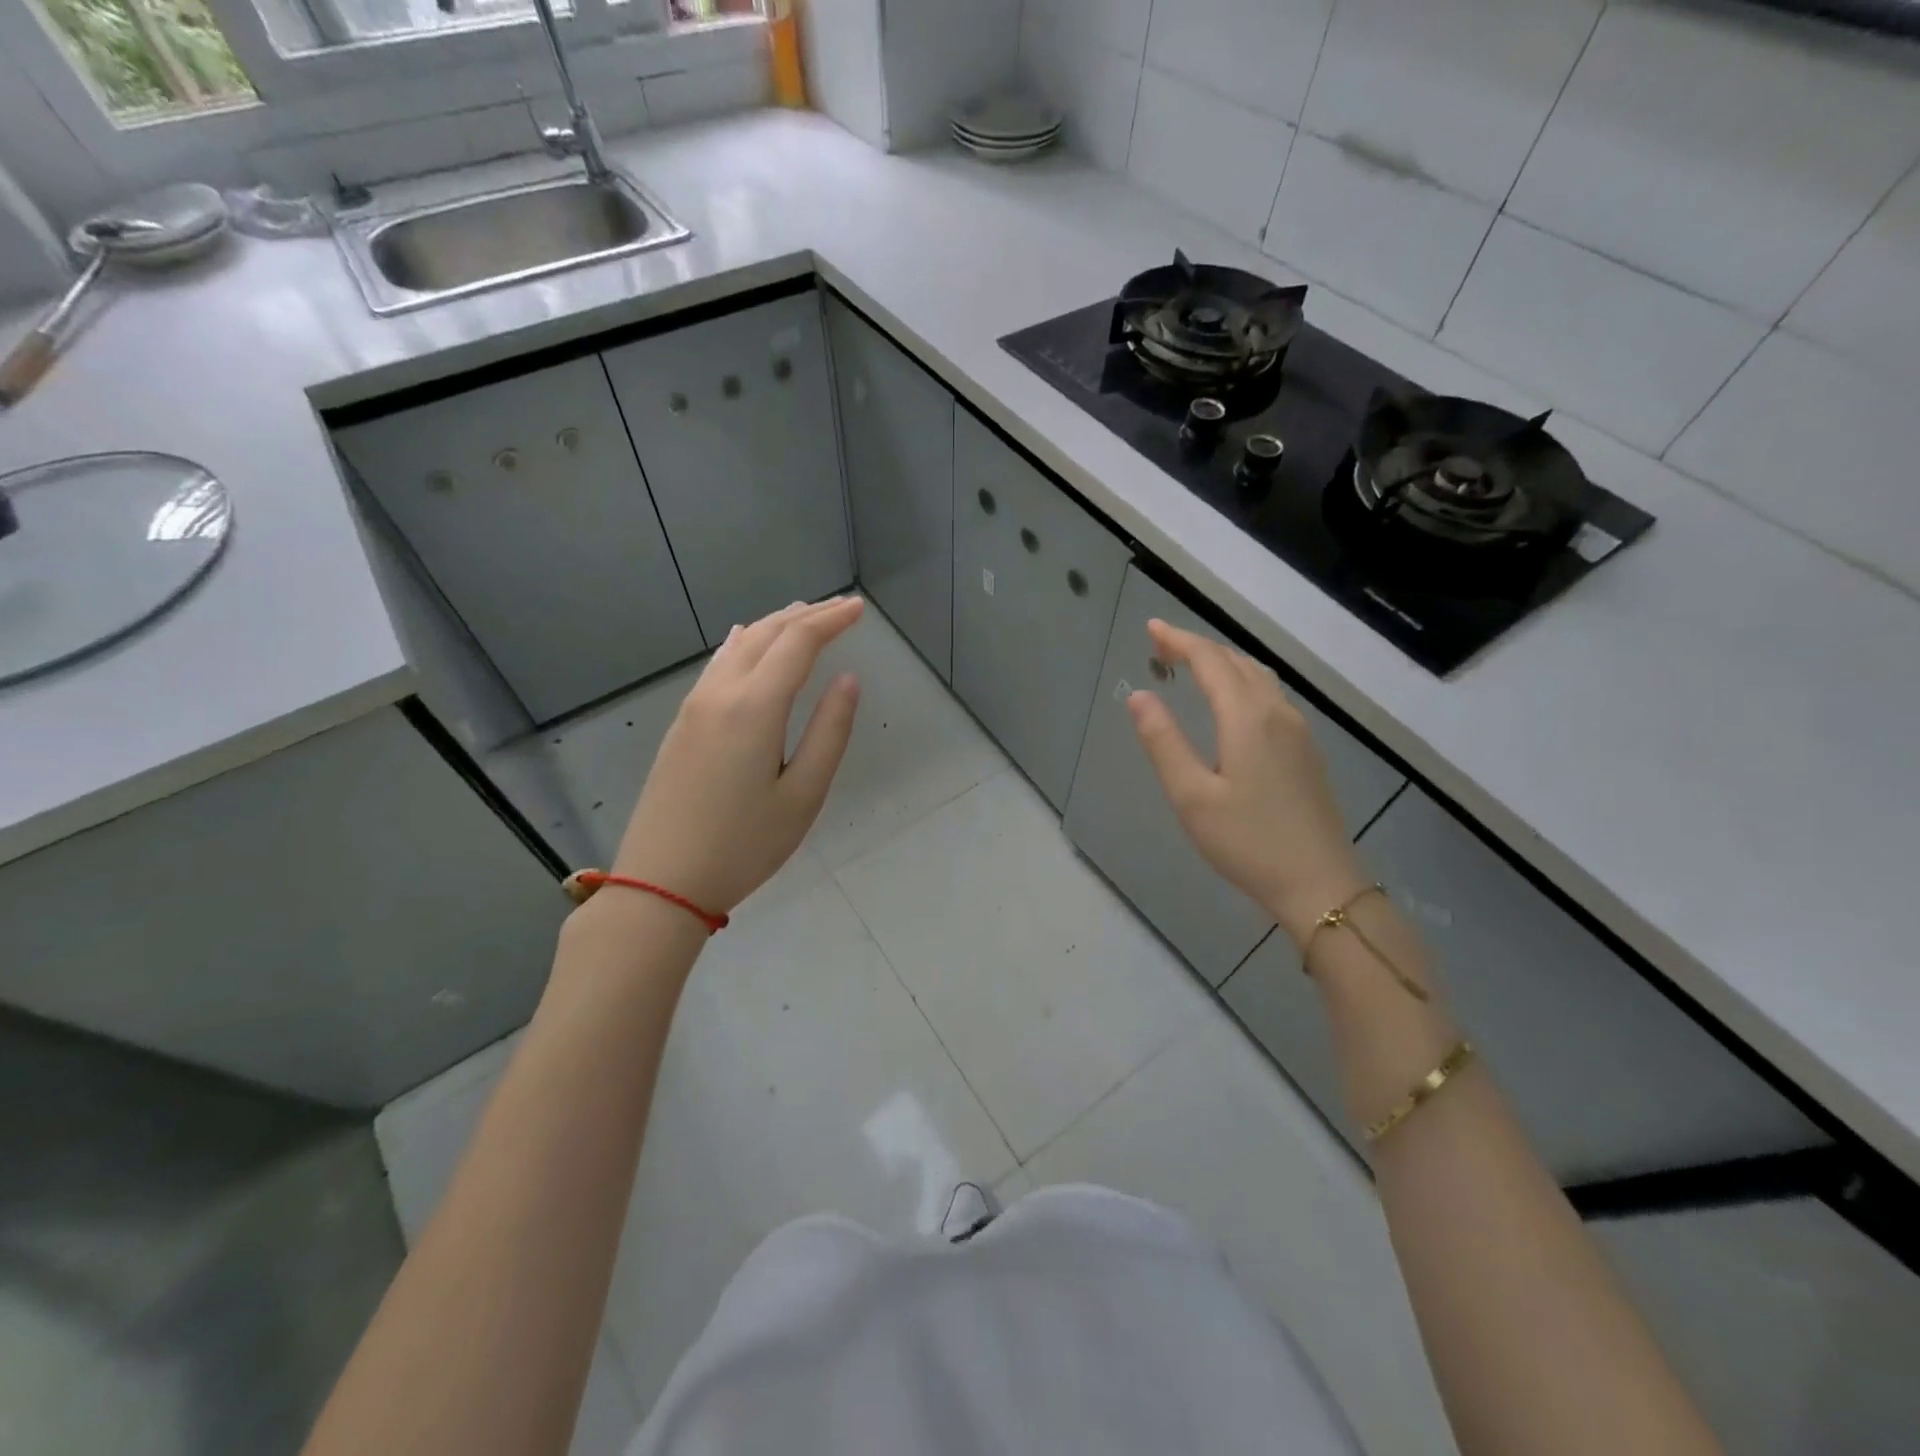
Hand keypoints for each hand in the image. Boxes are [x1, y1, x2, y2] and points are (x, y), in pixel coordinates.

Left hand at [611, 597, 863, 914]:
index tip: (859, 608)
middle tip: (840, 607)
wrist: (661, 881)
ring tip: (802, 616)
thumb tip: (848, 680)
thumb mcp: (803, 795)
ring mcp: (694, 706)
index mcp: (755, 706)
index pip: (798, 642)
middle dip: (807, 615)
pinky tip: (744, 640)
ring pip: (738, 645)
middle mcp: (721, 693)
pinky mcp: (681, 724)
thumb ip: (830, 732)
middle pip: (766, 634)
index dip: (832, 620)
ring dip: (774, 625)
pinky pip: (717, 665)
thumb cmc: (744, 845)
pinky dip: (743, 643)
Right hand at [1127, 619, 1367, 944]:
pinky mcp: (1306, 751)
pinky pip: (1271, 697)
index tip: (1151, 628)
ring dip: (1223, 664)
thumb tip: (1139, 695)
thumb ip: (1163, 741)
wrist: (1319, 883)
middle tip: (1162, 647)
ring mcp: (1298, 732)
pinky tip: (1231, 703)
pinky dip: (1242, 683)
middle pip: (1237, 663)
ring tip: (1192, 666)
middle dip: (1199, 647)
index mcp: (1248, 718)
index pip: (1210, 662)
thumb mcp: (1192, 795)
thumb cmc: (1247, 842)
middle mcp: (1277, 713)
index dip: (1179, 640)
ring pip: (1259, 678)